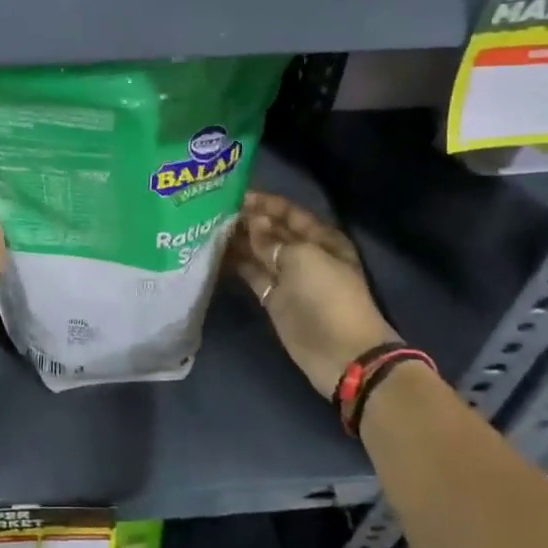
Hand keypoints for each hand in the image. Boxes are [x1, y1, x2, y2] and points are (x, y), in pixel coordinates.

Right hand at [229, 192, 396, 400]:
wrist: (340, 353)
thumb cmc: (327, 296)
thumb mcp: (302, 258)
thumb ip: (272, 240)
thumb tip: (254, 223)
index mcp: (321, 238)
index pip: (289, 212)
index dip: (265, 203)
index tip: (235, 195)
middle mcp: (304, 253)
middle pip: (272, 231)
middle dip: (248, 220)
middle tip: (214, 209)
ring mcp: (288, 277)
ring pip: (259, 252)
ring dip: (238, 240)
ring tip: (208, 227)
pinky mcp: (273, 298)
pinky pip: (252, 274)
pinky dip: (236, 264)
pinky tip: (213, 252)